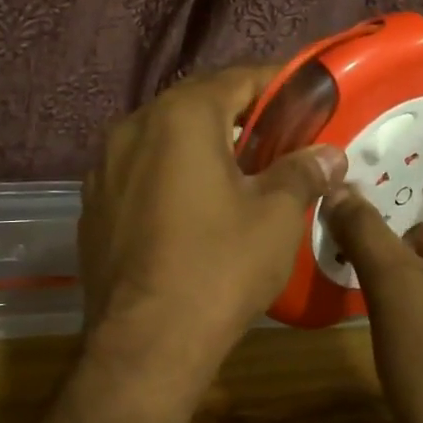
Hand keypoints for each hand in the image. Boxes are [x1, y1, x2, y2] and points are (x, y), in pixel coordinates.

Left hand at [75, 65, 345, 417]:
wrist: (144, 345)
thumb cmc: (218, 268)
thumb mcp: (275, 217)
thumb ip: (302, 172)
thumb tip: (329, 154)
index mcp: (180, 116)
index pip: (237, 78)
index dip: (276, 84)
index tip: (304, 98)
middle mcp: (133, 126)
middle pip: (196, 104)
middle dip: (239, 115)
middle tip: (277, 138)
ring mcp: (104, 165)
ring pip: (163, 137)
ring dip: (201, 144)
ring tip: (237, 173)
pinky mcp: (93, 202)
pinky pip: (139, 170)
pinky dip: (169, 173)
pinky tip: (190, 207)